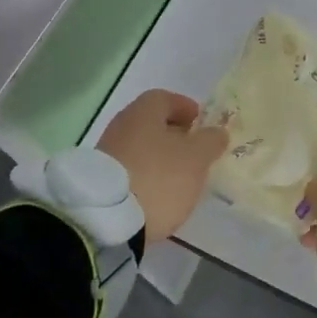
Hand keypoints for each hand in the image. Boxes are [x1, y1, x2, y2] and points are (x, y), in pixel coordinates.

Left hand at [96, 90, 226, 246]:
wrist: (106, 219)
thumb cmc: (158, 177)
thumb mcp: (196, 158)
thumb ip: (210, 141)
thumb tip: (216, 132)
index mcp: (144, 111)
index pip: (166, 98)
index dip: (186, 108)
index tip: (201, 124)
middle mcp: (121, 125)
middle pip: (152, 124)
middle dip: (174, 135)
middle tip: (194, 152)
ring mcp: (106, 153)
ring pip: (140, 148)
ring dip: (159, 158)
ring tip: (178, 178)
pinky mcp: (99, 182)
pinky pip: (129, 170)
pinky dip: (145, 176)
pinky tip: (156, 194)